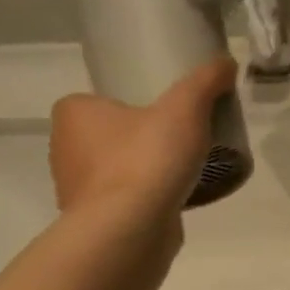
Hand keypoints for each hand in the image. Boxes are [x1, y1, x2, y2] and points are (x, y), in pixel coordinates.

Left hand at [49, 58, 236, 220]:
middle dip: (138, 134)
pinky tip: (176, 193)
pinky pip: (125, 197)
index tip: (158, 108)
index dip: (123, 102)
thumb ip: (205, 81)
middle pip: (107, 133)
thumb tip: (225, 62)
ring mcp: (77, 189)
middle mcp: (64, 150)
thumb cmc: (147, 158)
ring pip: (115, 167)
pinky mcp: (96, 219)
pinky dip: (147, 195)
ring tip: (184, 164)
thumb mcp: (185, 108)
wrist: (130, 228)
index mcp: (74, 115)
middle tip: (178, 132)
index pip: (92, 101)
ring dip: (143, 166)